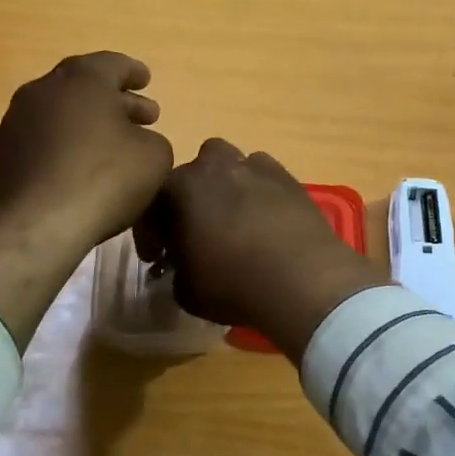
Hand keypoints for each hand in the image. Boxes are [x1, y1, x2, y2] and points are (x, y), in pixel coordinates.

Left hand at [0, 51, 173, 249]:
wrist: (40, 224)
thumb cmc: (106, 178)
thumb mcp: (155, 155)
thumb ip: (152, 138)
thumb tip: (137, 140)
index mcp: (83, 78)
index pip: (113, 64)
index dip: (133, 73)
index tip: (146, 80)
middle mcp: (45, 89)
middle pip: (85, 86)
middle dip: (116, 99)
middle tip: (143, 116)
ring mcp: (19, 120)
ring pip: (63, 111)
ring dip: (90, 121)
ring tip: (115, 142)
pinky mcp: (6, 153)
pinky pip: (46, 136)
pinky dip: (68, 141)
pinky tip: (86, 163)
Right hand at [135, 139, 379, 360]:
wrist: (302, 277)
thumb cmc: (233, 283)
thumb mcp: (186, 290)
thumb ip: (176, 269)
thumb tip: (182, 266)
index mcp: (180, 188)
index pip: (152, 201)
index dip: (152, 231)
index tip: (158, 257)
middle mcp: (214, 166)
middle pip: (193, 174)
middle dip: (190, 198)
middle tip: (197, 231)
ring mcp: (254, 166)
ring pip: (230, 165)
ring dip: (226, 187)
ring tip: (234, 221)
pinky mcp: (288, 176)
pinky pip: (264, 175)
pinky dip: (259, 191)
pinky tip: (266, 219)